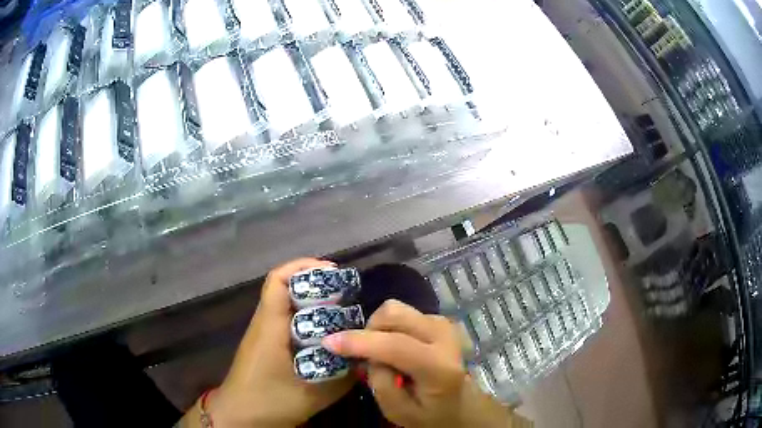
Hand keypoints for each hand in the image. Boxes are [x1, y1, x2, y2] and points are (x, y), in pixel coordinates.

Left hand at [181, 258, 353, 427]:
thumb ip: (342, 379)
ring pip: (288, 307)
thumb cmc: (268, 402)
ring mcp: (264, 335)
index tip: (333, 272)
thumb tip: (366, 360)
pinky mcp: (266, 347)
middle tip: (348, 295)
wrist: (237, 417)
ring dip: (313, 304)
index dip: (303, 267)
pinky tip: (326, 338)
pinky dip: (307, 323)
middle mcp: (265, 324)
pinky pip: (287, 324)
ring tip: (343, 313)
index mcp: (270, 325)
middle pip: (286, 289)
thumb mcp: (312, 395)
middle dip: (316, 286)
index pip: (278, 280)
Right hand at [323, 299, 527, 427]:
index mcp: (439, 367)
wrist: (460, 403)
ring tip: (380, 353)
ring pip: (396, 309)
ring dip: (379, 329)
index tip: (329, 343)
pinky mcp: (439, 319)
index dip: (359, 342)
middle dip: (369, 330)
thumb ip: (380, 382)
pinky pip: (403, 313)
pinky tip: (394, 347)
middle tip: (364, 354)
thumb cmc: (429, 413)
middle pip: (394, 313)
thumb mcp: (398, 411)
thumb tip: (368, 353)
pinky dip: (389, 327)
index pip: (396, 346)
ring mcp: (443, 323)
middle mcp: (444, 336)